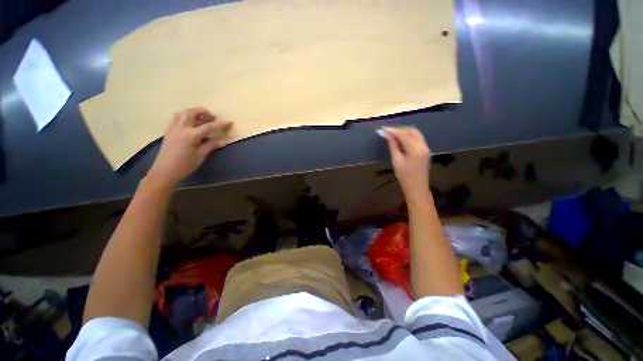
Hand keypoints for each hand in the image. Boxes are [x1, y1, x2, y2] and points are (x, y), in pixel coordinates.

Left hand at [147, 107, 231, 187]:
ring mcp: (172, 129)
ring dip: (192, 112)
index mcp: (190, 135)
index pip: (208, 126)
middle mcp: (180, 128)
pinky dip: (184, 116)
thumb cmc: (184, 165)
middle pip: (191, 113)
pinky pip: (176, 118)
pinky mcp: (168, 132)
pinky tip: (190, 123)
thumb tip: (222, 140)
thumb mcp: (200, 156)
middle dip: (203, 111)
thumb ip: (210, 146)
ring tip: (200, 117)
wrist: (164, 171)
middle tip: (212, 116)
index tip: (229, 121)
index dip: (220, 124)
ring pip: (182, 113)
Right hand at [383, 127, 430, 199]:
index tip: (383, 129)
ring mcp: (426, 147)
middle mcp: (423, 145)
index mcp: (416, 149)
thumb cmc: (404, 176)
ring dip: (404, 132)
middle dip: (399, 129)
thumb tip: (388, 135)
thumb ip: (393, 146)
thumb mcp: (396, 161)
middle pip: (412, 131)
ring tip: (393, 135)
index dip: (393, 130)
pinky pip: (417, 139)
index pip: (404, 135)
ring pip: (415, 134)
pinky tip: (401, 140)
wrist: (417, 187)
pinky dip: (409, 136)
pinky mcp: (425, 150)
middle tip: (387, 131)